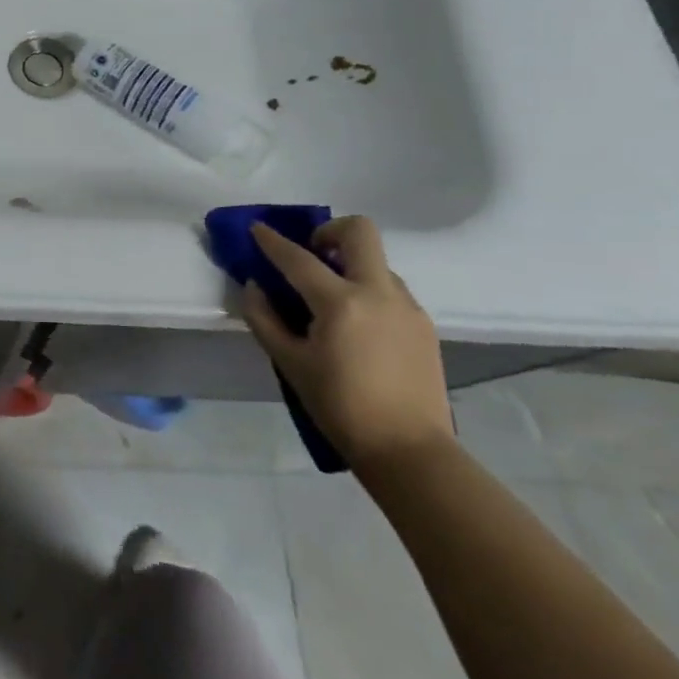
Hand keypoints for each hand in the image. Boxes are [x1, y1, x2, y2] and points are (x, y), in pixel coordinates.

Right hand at [240, 216, 453, 472]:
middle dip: (330, 231)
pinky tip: (358, 326)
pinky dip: (368, 291)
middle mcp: (378, 293)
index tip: (257, 228)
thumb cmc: (340, 407)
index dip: (273, 241)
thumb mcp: (290, 363)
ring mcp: (407, 306)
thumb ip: (264, 319)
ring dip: (350, 265)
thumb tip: (254, 286)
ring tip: (332, 301)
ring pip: (377, 261)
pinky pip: (391, 289)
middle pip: (359, 232)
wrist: (409, 451)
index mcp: (341, 303)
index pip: (298, 259)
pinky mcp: (424, 324)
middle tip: (312, 253)